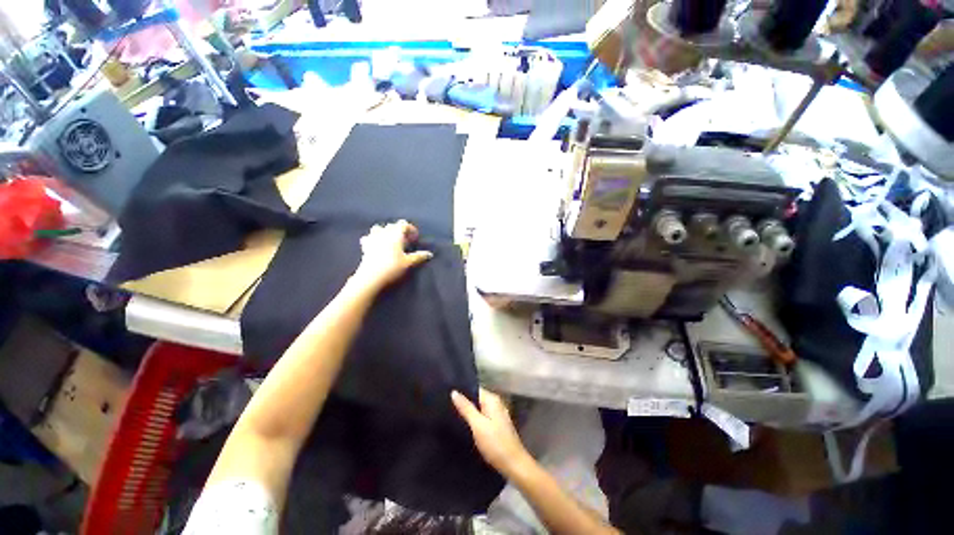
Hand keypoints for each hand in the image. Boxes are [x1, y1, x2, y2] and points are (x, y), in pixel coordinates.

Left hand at [354, 220, 432, 290]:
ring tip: (390, 241)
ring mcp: (373, 238)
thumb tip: (430, 254)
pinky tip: (376, 245)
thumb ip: (419, 257)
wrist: (371, 277)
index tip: (415, 239)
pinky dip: (373, 238)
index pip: (404, 224)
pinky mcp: (365, 246)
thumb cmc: (392, 268)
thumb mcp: (408, 263)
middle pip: (392, 225)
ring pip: (378, 228)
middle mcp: (384, 233)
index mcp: (395, 235)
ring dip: (385, 232)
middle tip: (405, 241)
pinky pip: (368, 237)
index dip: (411, 229)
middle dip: (399, 230)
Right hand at [451, 388, 531, 477]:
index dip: (461, 392)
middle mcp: (496, 404)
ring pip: (479, 410)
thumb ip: (466, 408)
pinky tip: (464, 427)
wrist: (514, 466)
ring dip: (468, 413)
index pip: (474, 389)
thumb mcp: (478, 425)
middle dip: (463, 403)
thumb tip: (454, 392)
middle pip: (476, 399)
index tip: (446, 396)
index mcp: (492, 400)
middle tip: (446, 407)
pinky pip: (482, 418)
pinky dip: (474, 421)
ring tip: (451, 416)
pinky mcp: (497, 426)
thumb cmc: (495, 444)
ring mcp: (497, 415)